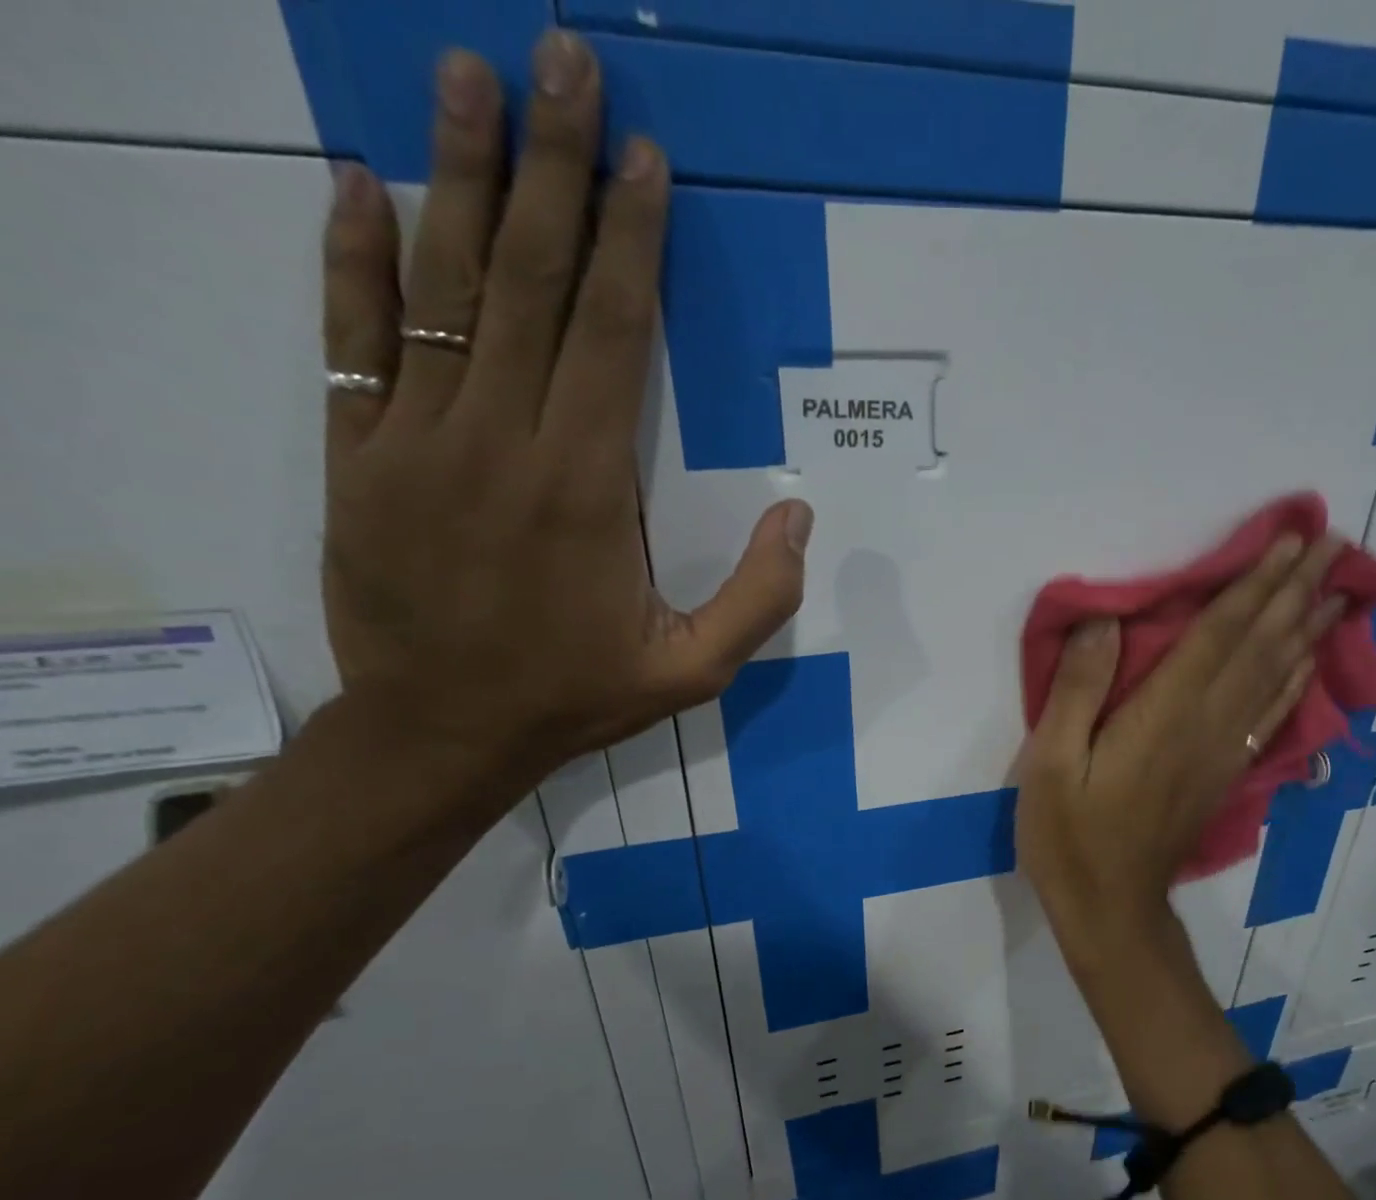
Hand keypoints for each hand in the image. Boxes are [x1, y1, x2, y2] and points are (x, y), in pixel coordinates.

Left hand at [319, 33, 809, 788]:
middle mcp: (502, 441)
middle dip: (555, 165)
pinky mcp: (357, 456)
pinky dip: (353, 257)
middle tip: (562, 55)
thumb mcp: (694, 671)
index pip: (614, 333)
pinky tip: (361, 184)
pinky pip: (354, 338)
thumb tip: (800, 514)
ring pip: (441, 286)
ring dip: (458, 173)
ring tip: (466, 72)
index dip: (633, 240)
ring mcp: (418, 440)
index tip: (644, 155)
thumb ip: (758, 597)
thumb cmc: (576, 696)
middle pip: (532, 280)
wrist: (441, 733)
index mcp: (589, 487)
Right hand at [1017, 533, 1345, 952]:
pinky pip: (1271, 716)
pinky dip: (1295, 681)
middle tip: (1332, 544)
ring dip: (1305, 629)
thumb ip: (1079, 691)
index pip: (1217, 636)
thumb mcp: (1050, 763)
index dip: (1253, 585)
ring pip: (1275, 678)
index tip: (1290, 540)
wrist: (1110, 908)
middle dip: (1294, 592)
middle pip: (1259, 648)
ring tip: (1336, 590)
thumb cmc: (1069, 835)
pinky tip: (1307, 662)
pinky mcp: (1225, 773)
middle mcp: (1205, 726)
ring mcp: (1223, 752)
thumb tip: (1105, 621)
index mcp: (1162, 716)